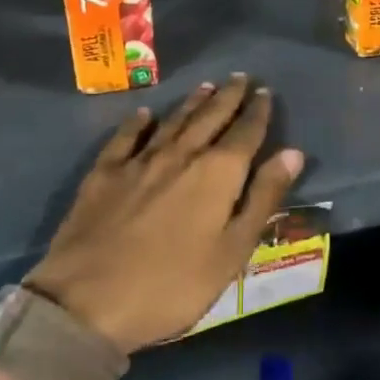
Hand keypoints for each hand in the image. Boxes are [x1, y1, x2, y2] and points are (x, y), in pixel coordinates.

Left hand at [25, 75, 304, 353]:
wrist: (86, 301)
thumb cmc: (172, 286)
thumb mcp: (232, 252)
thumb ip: (263, 198)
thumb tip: (292, 153)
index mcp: (217, 174)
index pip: (245, 133)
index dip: (258, 112)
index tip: (265, 92)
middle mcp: (181, 155)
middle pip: (210, 118)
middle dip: (228, 97)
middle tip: (240, 78)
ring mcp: (139, 162)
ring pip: (173, 122)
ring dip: (192, 102)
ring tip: (207, 86)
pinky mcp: (104, 174)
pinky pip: (126, 137)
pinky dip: (138, 123)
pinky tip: (144, 114)